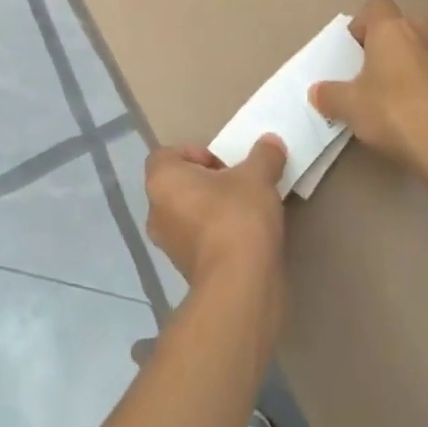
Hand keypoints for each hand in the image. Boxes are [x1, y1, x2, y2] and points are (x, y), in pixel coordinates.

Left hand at [144, 137, 287, 290]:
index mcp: (162, 181)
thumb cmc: (237, 216)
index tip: (224, 164)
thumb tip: (271, 142)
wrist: (239, 284)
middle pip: (179, 185)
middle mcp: (156, 211)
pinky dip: (216, 236)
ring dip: (212, 210)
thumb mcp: (258, 176)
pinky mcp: (185, 271)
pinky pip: (198, 240)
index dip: (195, 153)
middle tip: (238, 184)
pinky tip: (245, 238)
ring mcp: (168, 245)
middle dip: (207, 182)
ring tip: (246, 211)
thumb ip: (264, 155)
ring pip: (188, 214)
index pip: (167, 155)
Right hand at [311, 0, 427, 177]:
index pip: (376, 5)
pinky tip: (418, 108)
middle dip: (389, 40)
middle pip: (403, 23)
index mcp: (391, 29)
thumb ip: (329, 95)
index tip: (352, 50)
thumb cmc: (392, 112)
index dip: (361, 23)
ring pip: (426, 46)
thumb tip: (318, 92)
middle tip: (372, 67)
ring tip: (396, 88)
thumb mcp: (348, 106)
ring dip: (412, 59)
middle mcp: (422, 34)